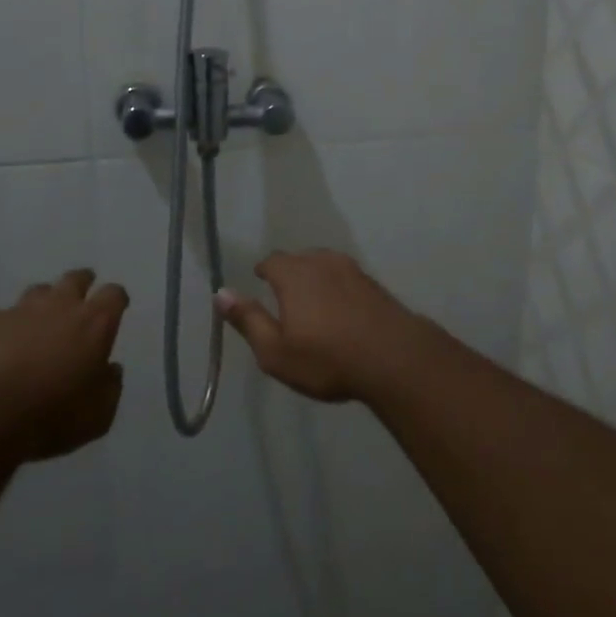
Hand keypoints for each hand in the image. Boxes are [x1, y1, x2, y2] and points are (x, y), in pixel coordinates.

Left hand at [0, 269, 126, 460]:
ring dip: (42, 303)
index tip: (116, 308)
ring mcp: (20, 311)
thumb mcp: (98, 414)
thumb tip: (110, 369)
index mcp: (95, 323)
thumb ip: (110, 386)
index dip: (116, 299)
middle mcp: (60, 306)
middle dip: (81, 283)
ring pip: (37, 291)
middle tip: (80, 298)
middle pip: (75, 279)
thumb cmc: (51, 416)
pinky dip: (3, 326)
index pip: (114, 294)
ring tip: (38, 323)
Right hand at [214, 250, 425, 402]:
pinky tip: (341, 308)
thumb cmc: (327, 358)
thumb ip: (248, 320)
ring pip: (325, 264)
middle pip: (300, 258)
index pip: (272, 260)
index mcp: (295, 274)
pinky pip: (346, 277)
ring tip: (312, 301)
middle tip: (284, 295)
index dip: (264, 270)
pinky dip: (338, 287)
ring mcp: (353, 270)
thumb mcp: (276, 351)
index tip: (260, 281)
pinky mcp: (374, 283)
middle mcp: (323, 262)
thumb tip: (221, 293)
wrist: (394, 357)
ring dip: (316, 277)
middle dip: (289, 272)